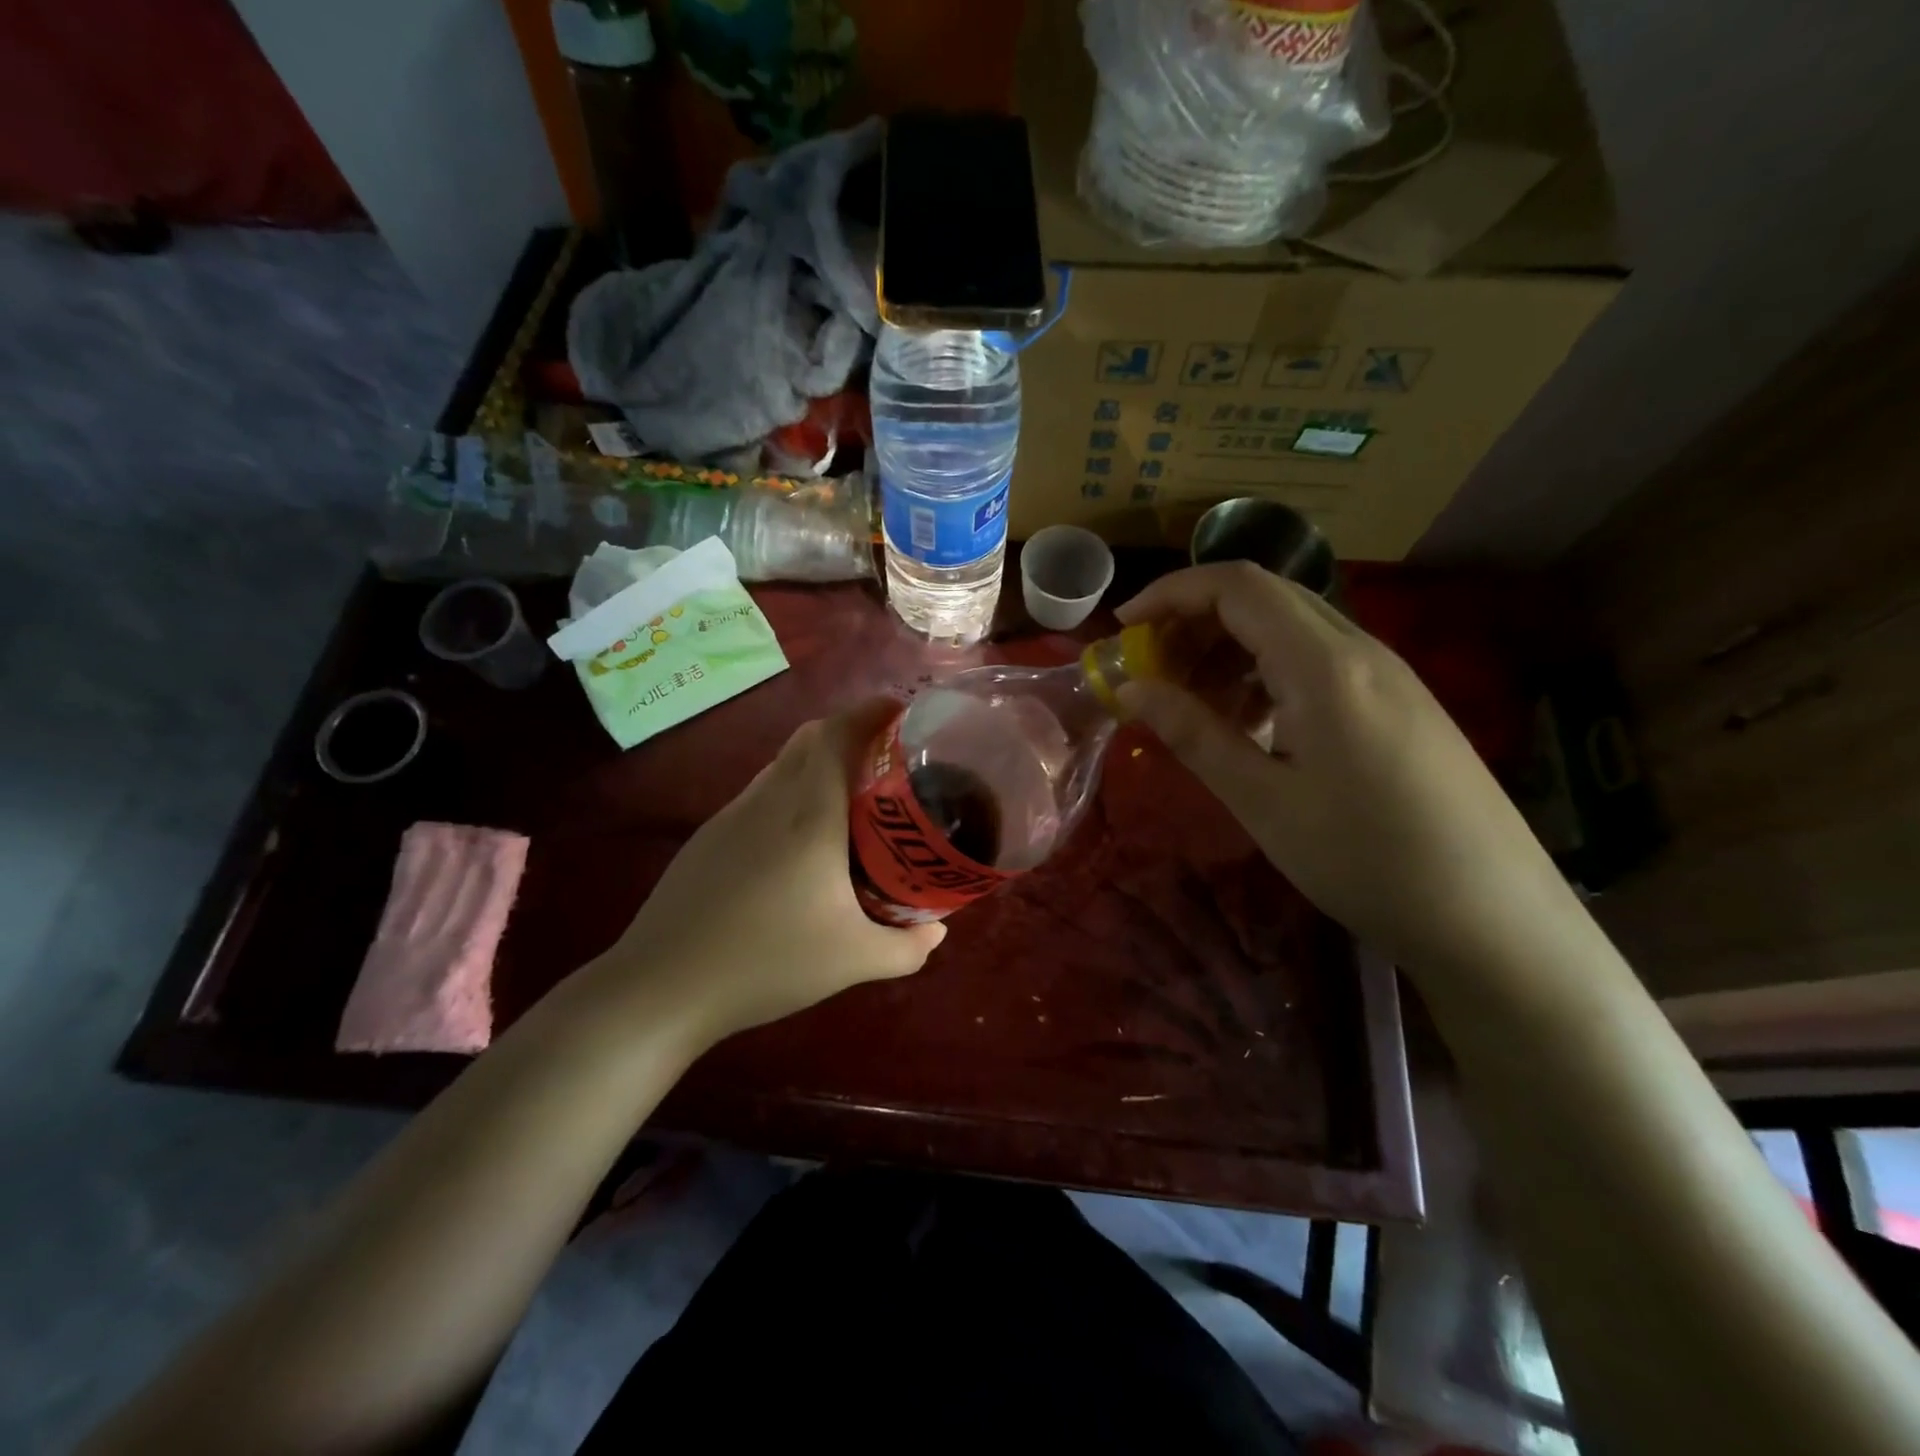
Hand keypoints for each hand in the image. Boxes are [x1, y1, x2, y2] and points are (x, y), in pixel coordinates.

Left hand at [594, 701, 944, 1044]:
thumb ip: (907, 947)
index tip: (902, 712)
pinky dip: (792, 792)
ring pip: (783, 764)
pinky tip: (802, 843)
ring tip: (852, 797)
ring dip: (820, 762)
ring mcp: (733, 814)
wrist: (663, 985)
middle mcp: (770, 799)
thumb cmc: (768, 961)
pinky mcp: (710, 836)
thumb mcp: (854, 961)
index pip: (838, 733)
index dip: (871, 711)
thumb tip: (938, 931)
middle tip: (888, 757)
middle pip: (811, 737)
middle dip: (851, 731)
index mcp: (809, 812)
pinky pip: (762, 794)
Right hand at [1116, 563, 1570, 973]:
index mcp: (1324, 665)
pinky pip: (1320, 661)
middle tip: (1152, 671)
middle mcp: (1361, 650)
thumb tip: (1132, 688)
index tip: (1124, 628)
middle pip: (1264, 598)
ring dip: (1231, 650)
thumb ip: (1194, 734)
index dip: (1171, 593)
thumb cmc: (1365, 860)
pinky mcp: (1401, 703)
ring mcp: (1389, 675)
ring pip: (1293, 629)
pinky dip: (1268, 673)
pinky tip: (1252, 725)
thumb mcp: (1263, 801)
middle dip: (1195, 621)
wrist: (1494, 920)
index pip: (1237, 586)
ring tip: (1193, 705)